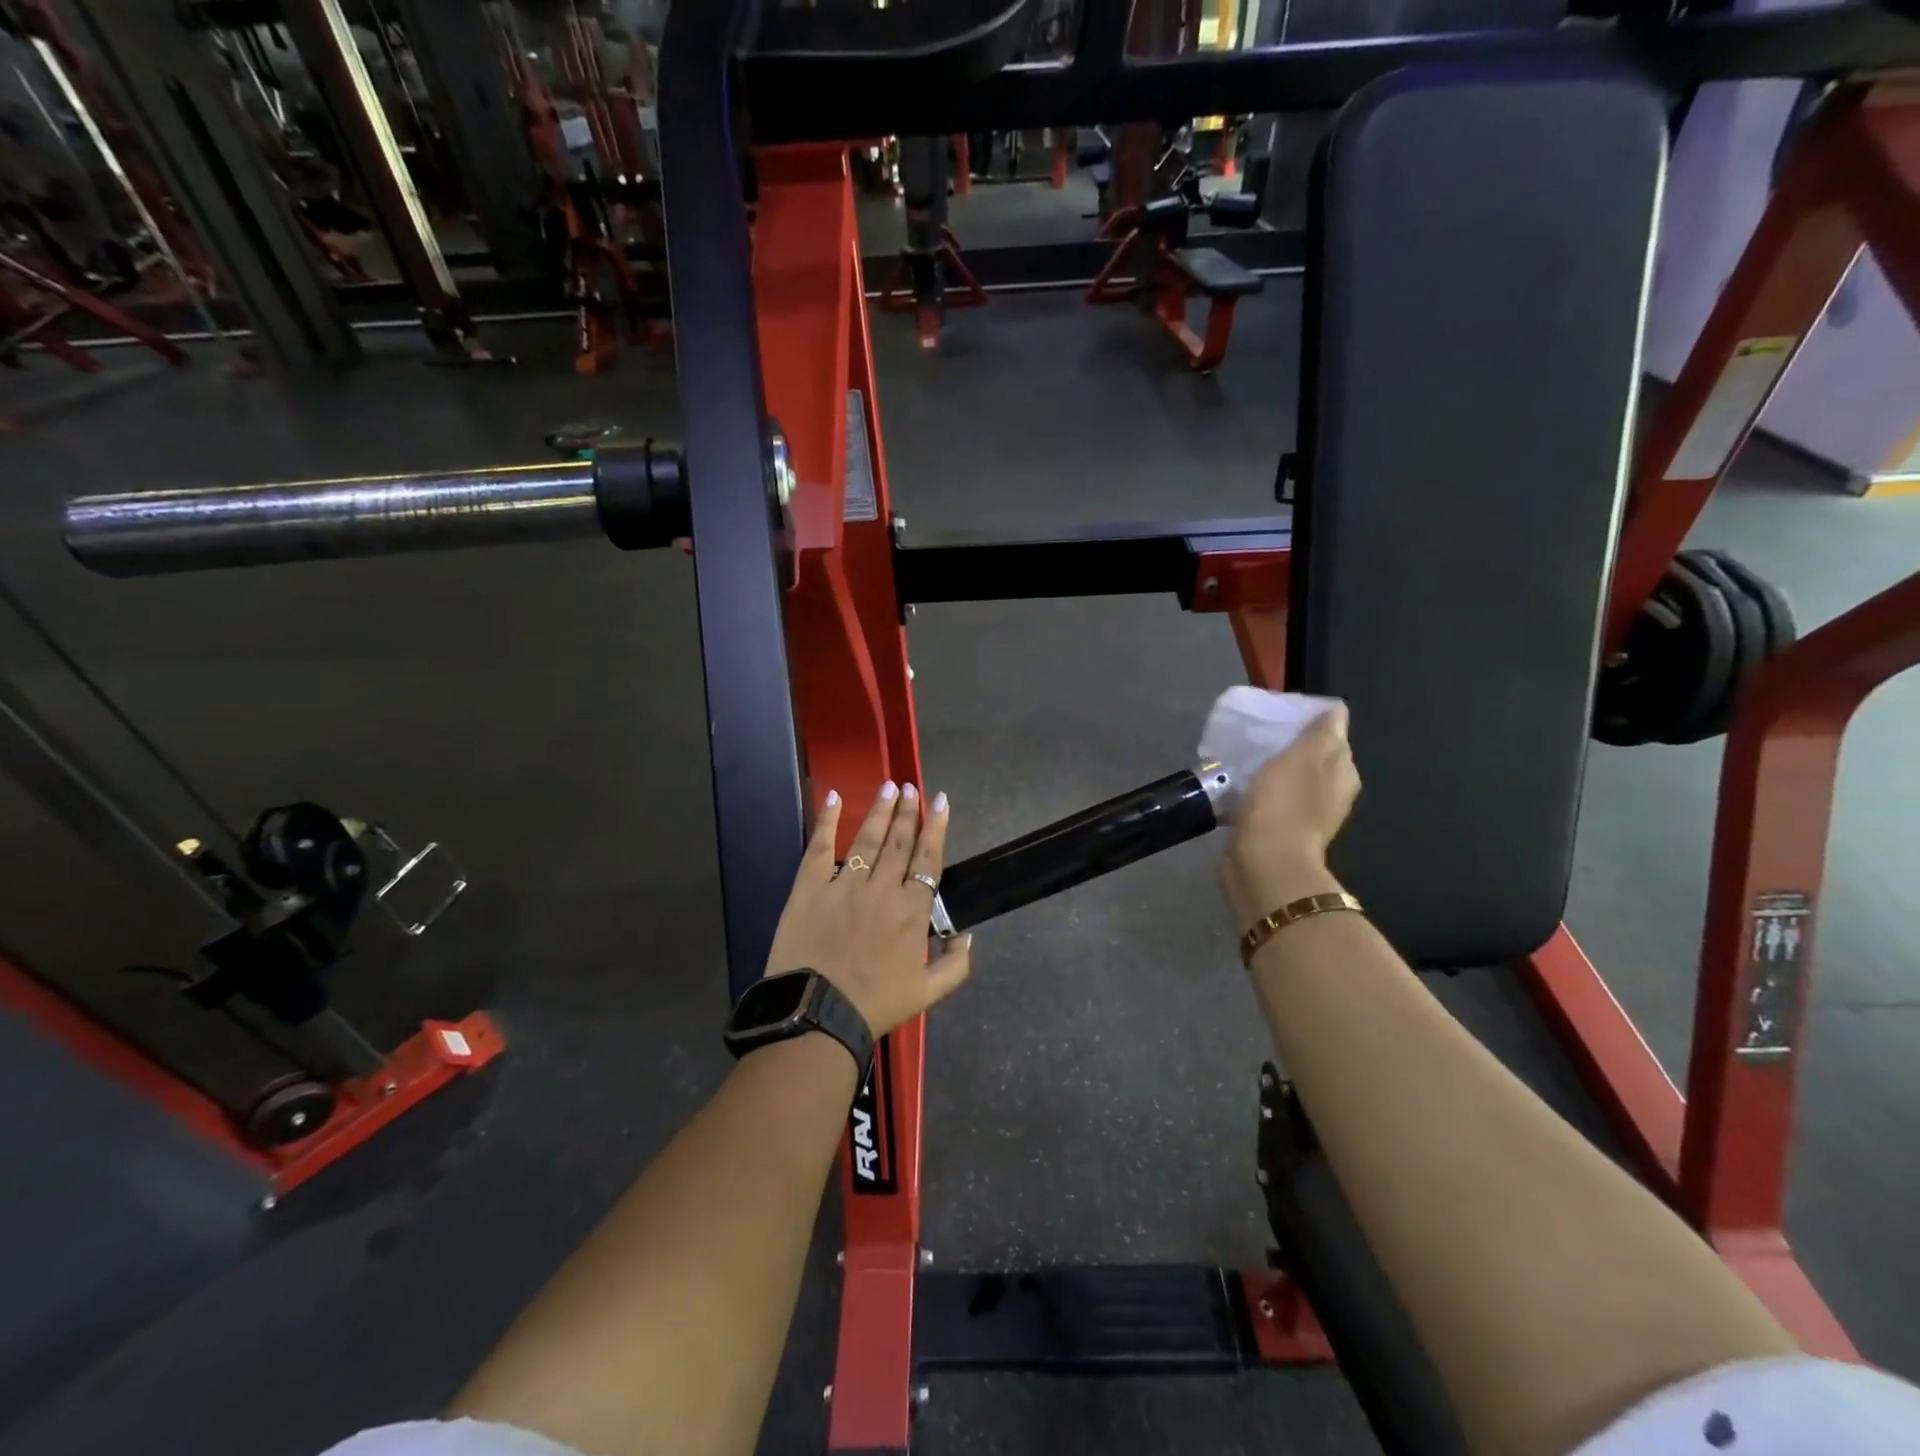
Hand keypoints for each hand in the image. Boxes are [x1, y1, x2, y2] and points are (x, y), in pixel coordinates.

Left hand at [762, 781, 972, 1037]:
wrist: (817, 1014)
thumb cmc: (875, 1004)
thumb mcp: (929, 992)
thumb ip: (956, 963)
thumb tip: (968, 933)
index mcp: (912, 911)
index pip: (928, 859)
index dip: (936, 828)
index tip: (940, 801)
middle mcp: (882, 889)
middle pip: (899, 842)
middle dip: (908, 811)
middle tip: (911, 787)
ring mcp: (844, 885)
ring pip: (867, 839)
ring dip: (880, 811)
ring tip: (888, 787)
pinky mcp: (810, 888)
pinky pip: (819, 847)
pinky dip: (828, 821)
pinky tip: (836, 798)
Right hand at [1220, 704, 1359, 927]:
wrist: (1263, 864)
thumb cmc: (1284, 805)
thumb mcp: (1304, 757)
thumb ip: (1321, 732)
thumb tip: (1337, 710)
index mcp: (1342, 773)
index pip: (1332, 736)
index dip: (1308, 722)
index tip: (1277, 715)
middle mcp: (1330, 794)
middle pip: (1311, 758)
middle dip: (1288, 745)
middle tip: (1256, 734)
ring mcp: (1304, 816)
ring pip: (1288, 780)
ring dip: (1270, 770)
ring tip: (1242, 758)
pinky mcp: (1277, 832)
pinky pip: (1269, 801)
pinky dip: (1257, 792)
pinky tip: (1237, 788)